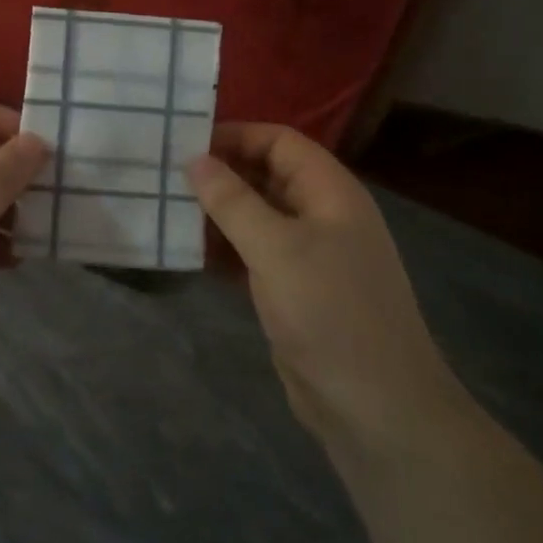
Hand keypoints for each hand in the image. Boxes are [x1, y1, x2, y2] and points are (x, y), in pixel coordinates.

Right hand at [189, 124, 472, 457]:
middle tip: (167, 176)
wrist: (375, 406)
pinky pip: (255, 254)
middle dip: (222, 174)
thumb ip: (233, 201)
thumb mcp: (276, 248)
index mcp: (331, 192)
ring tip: (169, 209)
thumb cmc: (329, 312)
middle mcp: (322, 215)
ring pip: (258, 217)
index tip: (185, 142)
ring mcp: (310, 255)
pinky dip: (225, 248)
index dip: (236, 135)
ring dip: (219, 213)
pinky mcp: (295, 290)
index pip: (280, 142)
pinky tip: (190, 252)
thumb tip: (195, 159)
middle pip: (268, 176)